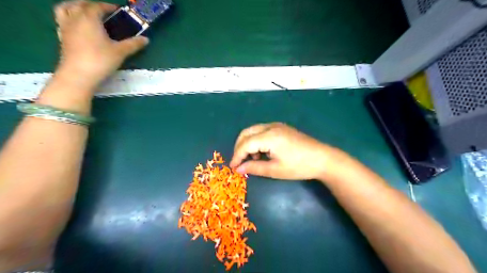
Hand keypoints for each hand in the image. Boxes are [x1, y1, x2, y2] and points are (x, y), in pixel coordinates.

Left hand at [54, 0, 147, 89]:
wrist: (79, 74)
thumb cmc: (101, 60)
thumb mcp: (121, 52)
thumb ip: (133, 44)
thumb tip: (146, 39)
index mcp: (89, 18)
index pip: (98, 6)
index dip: (108, 6)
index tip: (117, 10)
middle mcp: (75, 18)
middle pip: (79, 4)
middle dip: (91, 4)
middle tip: (103, 10)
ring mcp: (65, 27)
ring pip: (65, 8)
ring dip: (75, 6)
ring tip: (84, 11)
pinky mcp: (62, 37)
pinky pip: (61, 20)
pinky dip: (68, 17)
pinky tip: (76, 25)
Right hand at [229, 123, 338, 179]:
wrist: (322, 158)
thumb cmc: (299, 166)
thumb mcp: (275, 170)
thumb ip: (254, 168)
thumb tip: (239, 169)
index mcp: (269, 136)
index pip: (245, 144)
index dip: (237, 156)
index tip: (233, 167)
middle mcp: (270, 127)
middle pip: (246, 133)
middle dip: (239, 147)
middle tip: (240, 161)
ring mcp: (277, 126)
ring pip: (253, 130)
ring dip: (248, 143)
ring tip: (254, 158)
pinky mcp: (281, 128)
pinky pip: (262, 131)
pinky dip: (256, 140)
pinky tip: (263, 152)